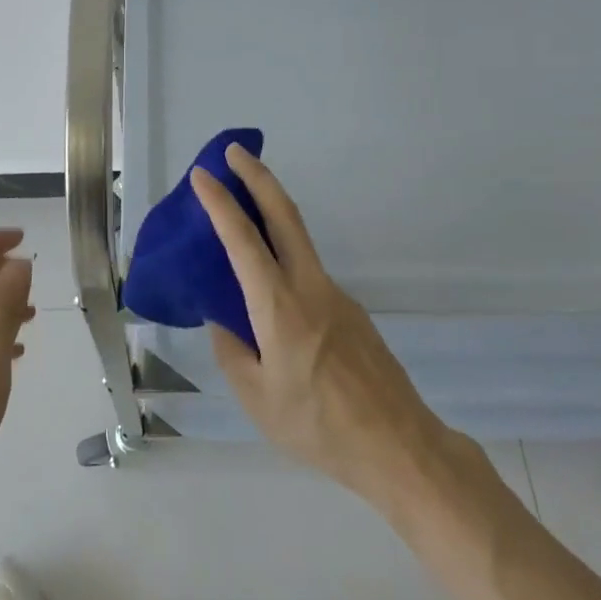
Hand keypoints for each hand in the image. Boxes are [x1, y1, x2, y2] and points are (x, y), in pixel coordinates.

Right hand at [193, 146, 456, 504]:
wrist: (398, 447)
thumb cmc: (319, 427)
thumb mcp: (257, 399)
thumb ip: (233, 351)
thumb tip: (224, 321)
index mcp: (279, 308)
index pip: (243, 241)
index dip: (220, 204)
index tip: (202, 176)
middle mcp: (310, 288)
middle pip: (285, 215)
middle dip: (258, 177)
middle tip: (234, 152)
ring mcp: (336, 296)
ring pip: (298, 239)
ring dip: (270, 212)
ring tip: (239, 214)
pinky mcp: (350, 311)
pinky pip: (307, 271)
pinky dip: (283, 254)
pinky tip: (268, 285)